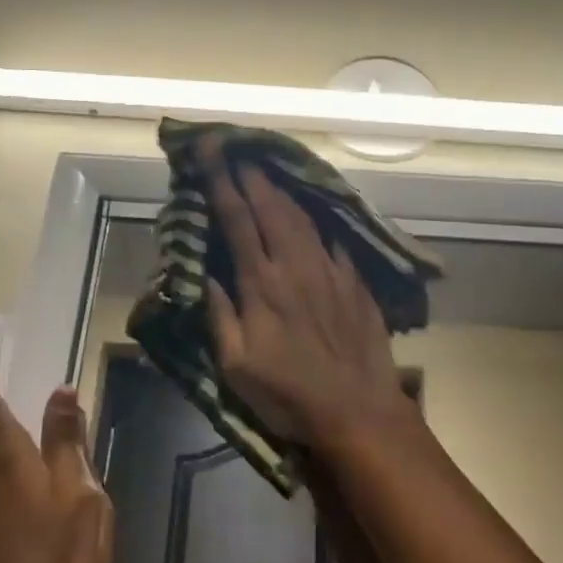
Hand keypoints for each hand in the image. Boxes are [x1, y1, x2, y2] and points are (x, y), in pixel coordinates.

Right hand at [203, 146, 410, 450]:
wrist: (357, 410)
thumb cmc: (288, 393)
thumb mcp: (237, 366)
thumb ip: (220, 315)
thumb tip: (204, 273)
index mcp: (262, 284)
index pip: (238, 221)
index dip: (222, 184)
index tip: (211, 154)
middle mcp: (296, 266)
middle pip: (272, 209)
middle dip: (251, 177)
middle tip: (238, 152)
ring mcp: (330, 271)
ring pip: (303, 218)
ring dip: (282, 191)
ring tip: (268, 172)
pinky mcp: (355, 282)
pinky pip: (333, 238)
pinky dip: (317, 219)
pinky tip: (313, 211)